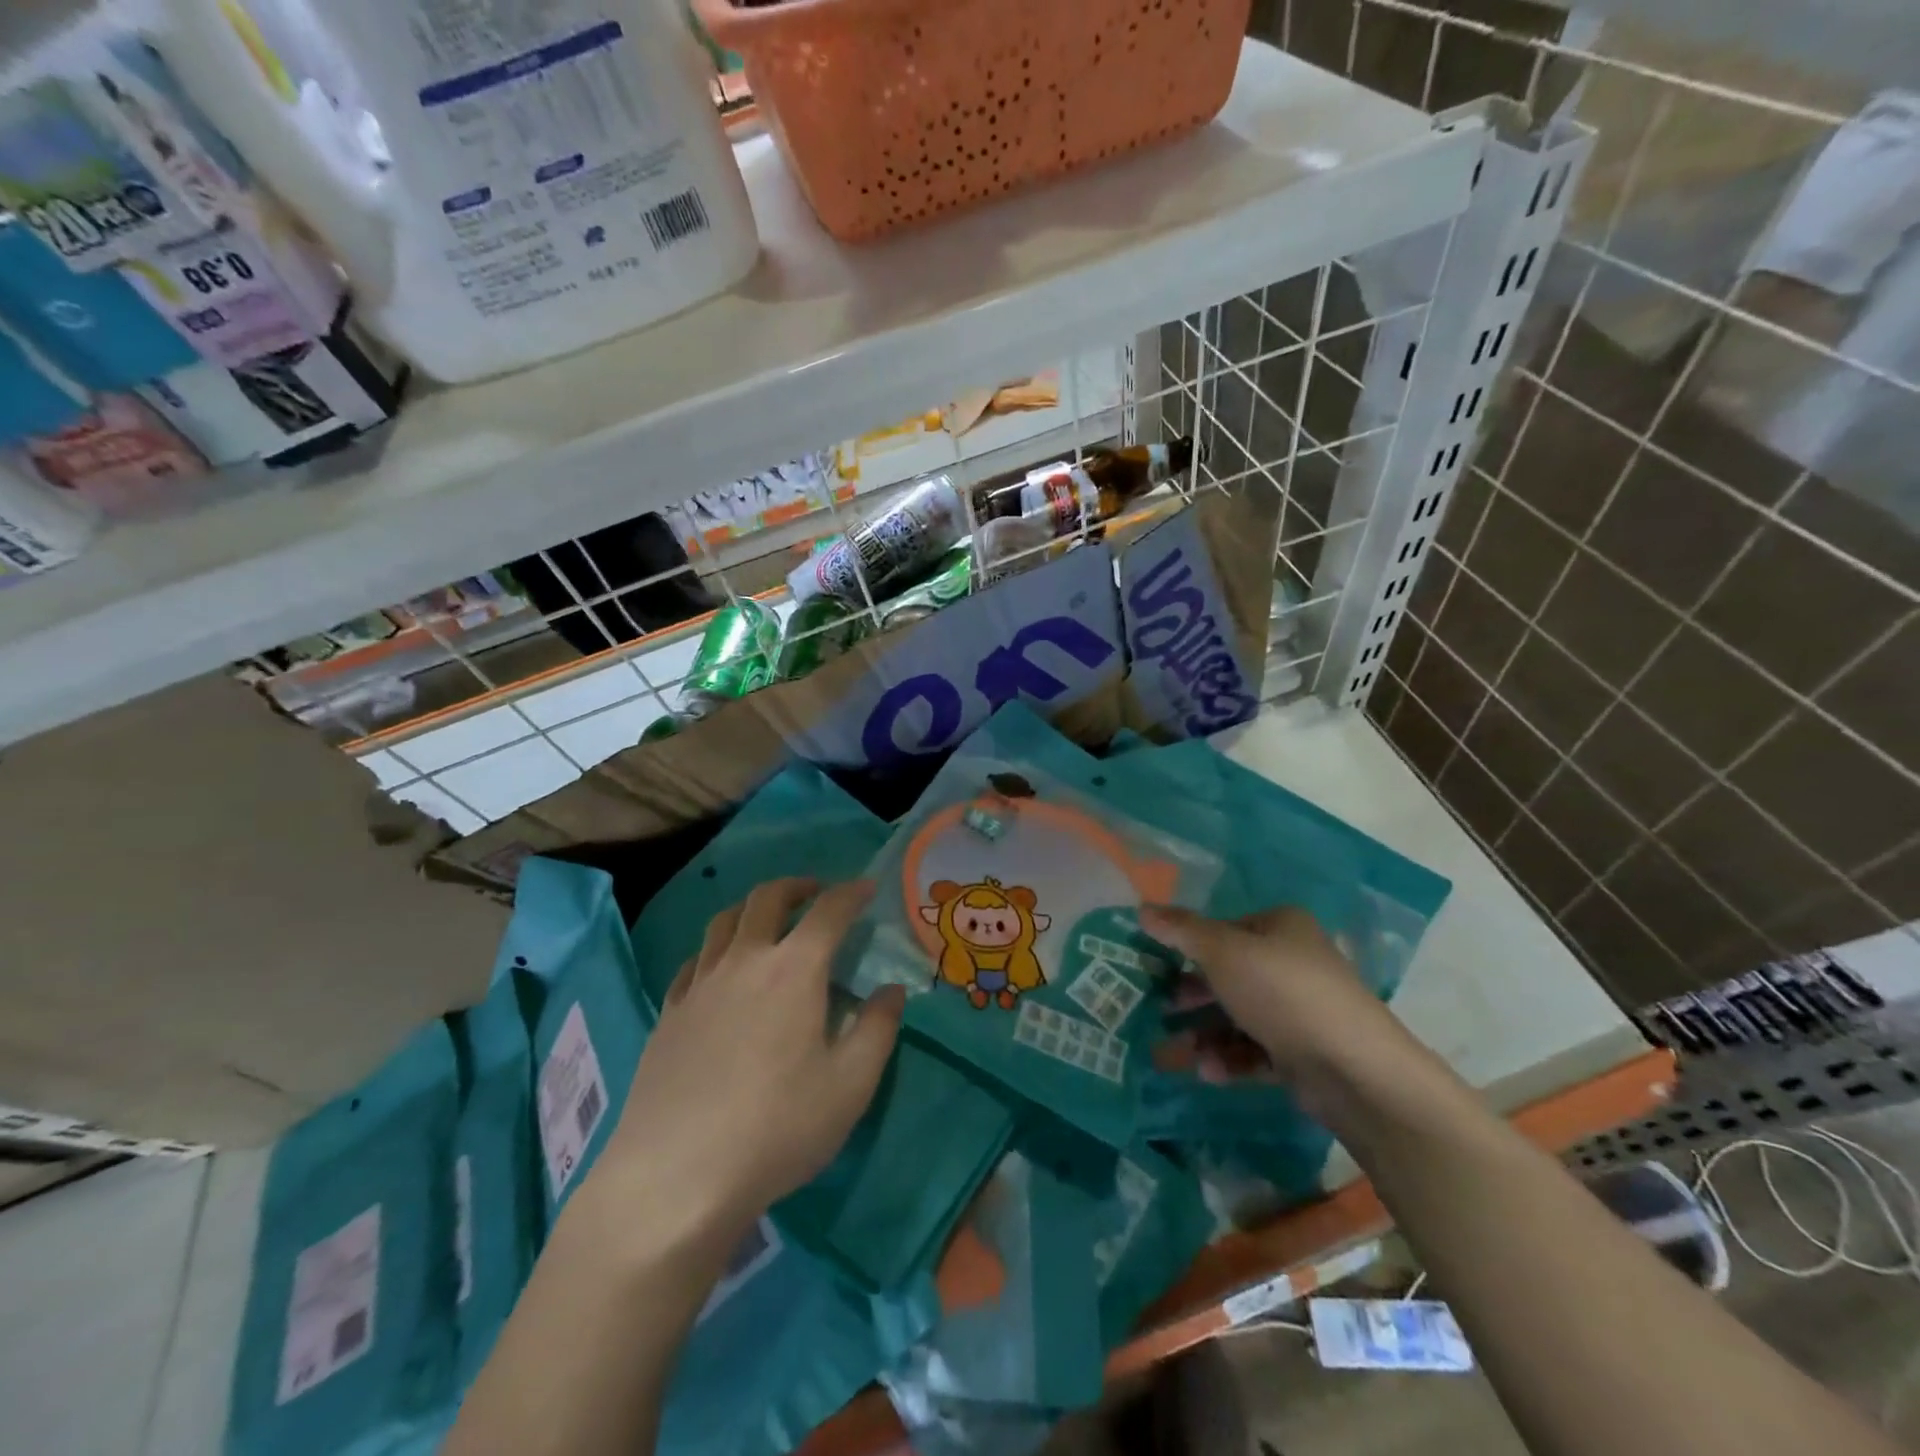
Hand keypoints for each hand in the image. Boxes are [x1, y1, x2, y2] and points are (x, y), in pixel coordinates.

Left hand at [596, 878, 903, 1244]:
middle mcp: (744, 961)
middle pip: (767, 899)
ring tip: (768, 920)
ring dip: (752, 908)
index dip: (852, 893)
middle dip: (797, 886)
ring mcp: (699, 985)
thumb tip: (892, 990)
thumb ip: (878, 1029)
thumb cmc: (777, 1129)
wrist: (676, 1178)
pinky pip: (694, 961)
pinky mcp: (668, 1014)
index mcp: (794, 970)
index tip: (867, 887)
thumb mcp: (850, 1085)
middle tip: (816, 893)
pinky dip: (717, 948)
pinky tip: (722, 970)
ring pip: (723, 921)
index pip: (828, 911)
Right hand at [1140, 904, 1424, 1120]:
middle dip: (1192, 995)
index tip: (1155, 966)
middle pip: (1229, 974)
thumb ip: (1181, 930)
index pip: (1223, 929)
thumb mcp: (1223, 952)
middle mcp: (1293, 962)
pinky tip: (1210, 1073)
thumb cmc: (1282, 993)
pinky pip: (1257, 1050)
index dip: (1188, 945)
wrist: (1356, 1071)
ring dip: (1206, 1034)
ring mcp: (1301, 1010)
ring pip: (1239, 1016)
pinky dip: (1231, 1059)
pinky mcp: (1305, 1052)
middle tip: (1161, 1009)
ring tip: (1180, 1054)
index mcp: (1280, 927)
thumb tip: (1142, 907)